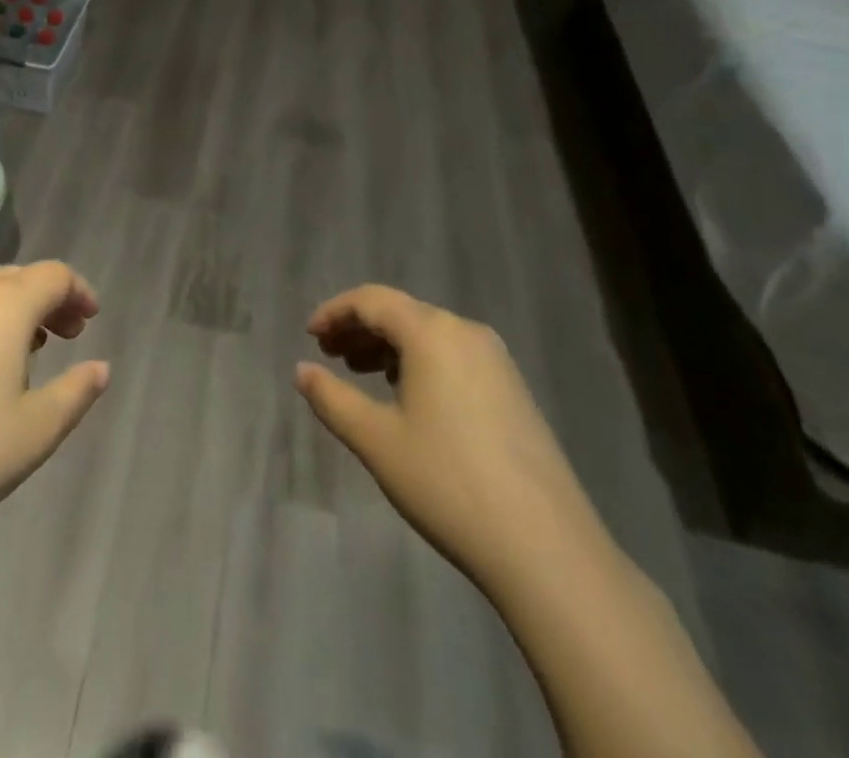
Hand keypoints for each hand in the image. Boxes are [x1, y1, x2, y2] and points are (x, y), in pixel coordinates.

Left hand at [0, 261, 109, 554]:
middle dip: (49, 298)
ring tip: (29, 352)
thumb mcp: (37, 430)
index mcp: (6, 308)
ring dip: (15, 311)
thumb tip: (100, 368)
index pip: (53, 275)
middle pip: (18, 277)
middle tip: (67, 334)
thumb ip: (76, 392)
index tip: (92, 320)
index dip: (79, 291)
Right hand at [295, 285, 608, 593]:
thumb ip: (332, 399)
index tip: (309, 337)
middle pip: (401, 312)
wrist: (546, 548)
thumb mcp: (376, 440)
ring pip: (428, 334)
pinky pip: (453, 356)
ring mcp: (496, 360)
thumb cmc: (448, 483)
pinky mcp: (513, 390)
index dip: (334, 312)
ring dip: (388, 346)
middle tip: (328, 355)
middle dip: (359, 328)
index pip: (372, 300)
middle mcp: (466, 332)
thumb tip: (301, 370)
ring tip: (360, 374)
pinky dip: (419, 363)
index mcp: (432, 332)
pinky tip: (407, 397)